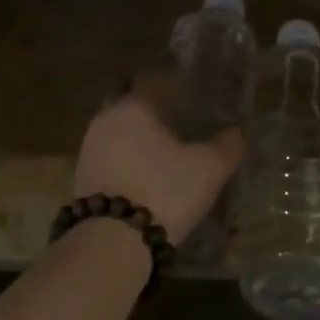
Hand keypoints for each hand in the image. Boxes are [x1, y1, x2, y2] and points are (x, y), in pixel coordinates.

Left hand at [73, 73, 242, 241]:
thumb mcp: (208, 169)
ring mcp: (89, 146)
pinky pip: (109, 154)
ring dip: (137, 135)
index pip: (153, 78)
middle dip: (152, 108)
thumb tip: (237, 131)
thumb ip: (227, 146)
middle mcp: (106, 117)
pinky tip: (144, 172)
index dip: (174, 81)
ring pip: (118, 128)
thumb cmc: (163, 191)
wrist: (111, 241)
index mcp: (135, 105)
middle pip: (131, 101)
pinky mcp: (82, 175)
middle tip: (178, 120)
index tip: (192, 90)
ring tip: (163, 149)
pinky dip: (126, 157)